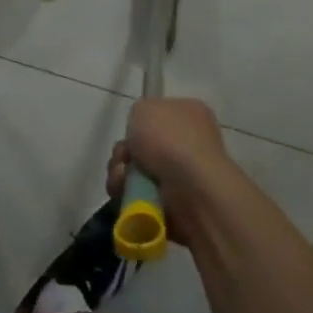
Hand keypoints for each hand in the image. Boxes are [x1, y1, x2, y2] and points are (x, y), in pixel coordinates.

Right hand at [106, 97, 249, 246]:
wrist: (191, 189)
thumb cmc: (170, 140)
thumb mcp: (144, 108)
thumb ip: (139, 113)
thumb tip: (141, 131)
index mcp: (190, 114)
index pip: (160, 115)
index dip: (140, 123)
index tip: (130, 131)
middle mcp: (190, 144)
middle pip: (143, 146)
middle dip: (125, 153)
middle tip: (123, 158)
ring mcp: (184, 176)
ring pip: (136, 173)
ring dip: (121, 175)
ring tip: (122, 179)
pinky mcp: (174, 205)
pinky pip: (139, 197)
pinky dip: (128, 195)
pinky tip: (127, 194)